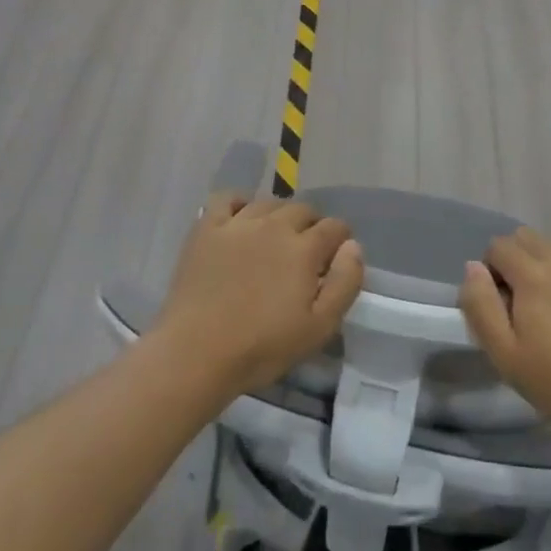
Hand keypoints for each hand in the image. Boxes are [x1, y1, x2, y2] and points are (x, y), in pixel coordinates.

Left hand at [155, 196, 363, 399]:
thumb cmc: (262, 346)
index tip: (334, 258)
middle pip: (303, 209)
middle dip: (311, 226)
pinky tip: (240, 220)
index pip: (334, 227)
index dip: (340, 239)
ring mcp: (238, 222)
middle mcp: (274, 225)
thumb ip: (345, 283)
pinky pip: (228, 198)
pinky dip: (239, 203)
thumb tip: (353, 246)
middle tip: (304, 253)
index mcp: (304, 248)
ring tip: (273, 239)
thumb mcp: (319, 327)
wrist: (197, 351)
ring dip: (278, 216)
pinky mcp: (207, 227)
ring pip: (268, 203)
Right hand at [458, 228, 550, 447]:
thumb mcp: (504, 355)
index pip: (498, 246)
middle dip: (518, 262)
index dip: (493, 272)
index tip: (504, 305)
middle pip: (527, 238)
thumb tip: (473, 266)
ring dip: (549, 267)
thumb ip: (480, 304)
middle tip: (529, 304)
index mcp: (534, 275)